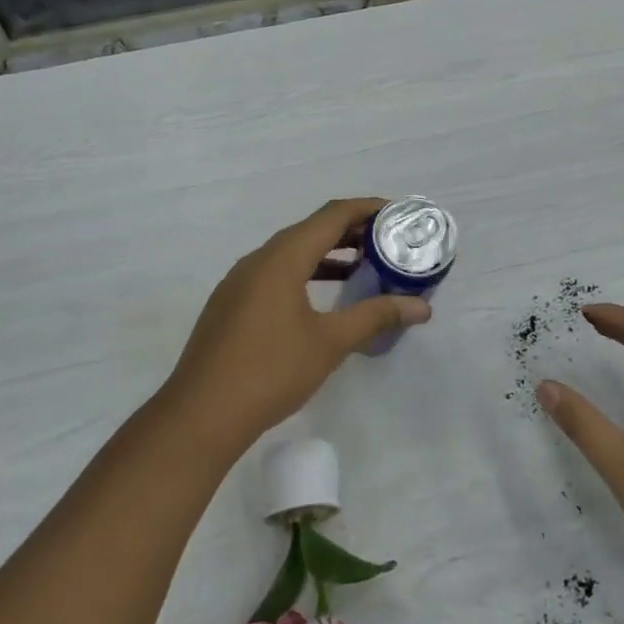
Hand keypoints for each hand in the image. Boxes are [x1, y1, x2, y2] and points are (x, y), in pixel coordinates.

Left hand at [159, 198, 430, 457]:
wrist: (201, 414)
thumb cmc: (271, 371)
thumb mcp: (330, 342)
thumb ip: (375, 316)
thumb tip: (422, 306)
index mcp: (282, 258)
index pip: (331, 215)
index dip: (366, 209)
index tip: (398, 214)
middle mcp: (258, 259)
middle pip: (310, 229)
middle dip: (350, 231)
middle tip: (387, 242)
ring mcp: (239, 281)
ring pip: (291, 252)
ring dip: (327, 253)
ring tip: (363, 266)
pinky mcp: (231, 303)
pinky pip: (275, 272)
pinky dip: (304, 272)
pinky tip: (321, 298)